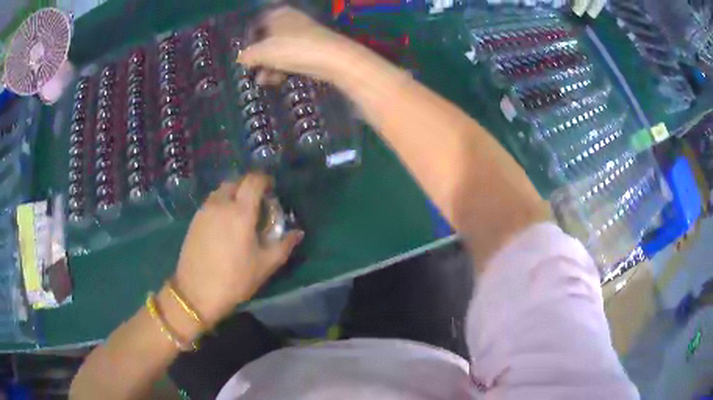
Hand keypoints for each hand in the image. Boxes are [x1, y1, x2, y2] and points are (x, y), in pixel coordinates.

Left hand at [172, 173, 302, 327]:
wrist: (196, 292)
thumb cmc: (234, 279)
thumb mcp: (265, 265)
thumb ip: (284, 245)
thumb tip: (298, 233)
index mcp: (241, 212)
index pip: (253, 181)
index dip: (264, 180)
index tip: (271, 188)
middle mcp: (221, 204)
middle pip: (236, 182)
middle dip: (248, 186)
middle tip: (257, 202)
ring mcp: (204, 211)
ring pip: (221, 191)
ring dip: (233, 194)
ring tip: (240, 213)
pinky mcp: (194, 220)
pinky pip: (211, 202)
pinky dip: (221, 204)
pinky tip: (224, 224)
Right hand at [238, 6, 361, 82]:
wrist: (333, 58)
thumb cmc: (293, 49)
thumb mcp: (263, 52)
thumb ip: (248, 56)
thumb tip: (241, 59)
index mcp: (278, 14)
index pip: (256, 26)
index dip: (249, 43)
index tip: (245, 59)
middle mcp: (291, 20)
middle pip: (268, 40)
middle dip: (260, 59)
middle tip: (254, 73)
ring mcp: (303, 34)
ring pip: (280, 50)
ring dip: (270, 67)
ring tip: (265, 81)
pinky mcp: (313, 47)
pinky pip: (292, 56)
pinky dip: (284, 67)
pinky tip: (278, 80)